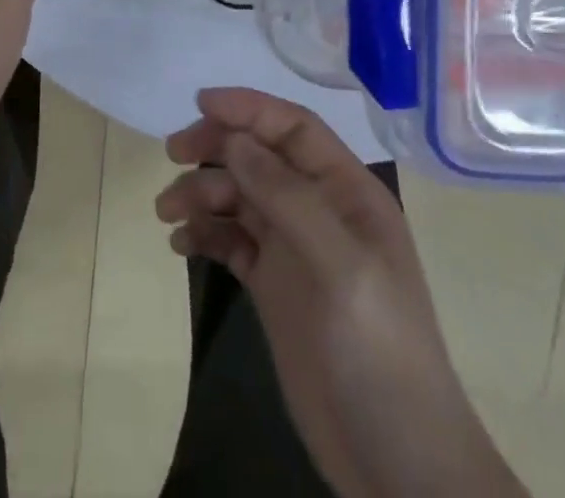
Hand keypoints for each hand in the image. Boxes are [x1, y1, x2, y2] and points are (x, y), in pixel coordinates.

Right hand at [158, 89, 525, 497]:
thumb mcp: (340, 265)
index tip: (199, 102)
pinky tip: (181, 245)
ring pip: (238, 195)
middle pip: (258, 155)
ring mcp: (294, 247)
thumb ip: (286, 196)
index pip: (293, 128)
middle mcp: (318, 209)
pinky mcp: (273, 284)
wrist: (397, 463)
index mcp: (346, 192)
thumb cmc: (379, 349)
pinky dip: (203, 233)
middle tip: (173, 154)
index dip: (249, 108)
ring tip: (168, 213)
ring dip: (200, 193)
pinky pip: (230, 239)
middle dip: (215, 147)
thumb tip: (234, 139)